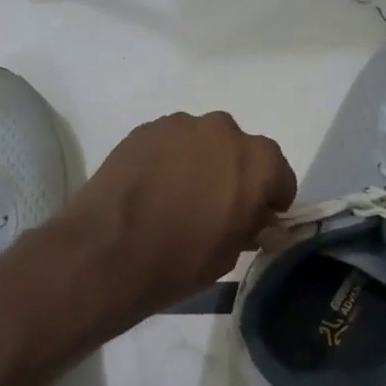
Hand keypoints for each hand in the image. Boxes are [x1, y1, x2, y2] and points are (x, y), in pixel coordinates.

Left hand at [57, 112, 295, 323]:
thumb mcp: (229, 254)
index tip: (256, 220)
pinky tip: (152, 189)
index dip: (270, 200)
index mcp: (257, 162)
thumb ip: (251, 228)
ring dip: (199, 164)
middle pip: (239, 152)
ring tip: (177, 197)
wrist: (107, 251)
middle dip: (234, 175)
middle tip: (215, 207)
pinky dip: (168, 161)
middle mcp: (223, 131)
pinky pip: (169, 145)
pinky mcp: (143, 130)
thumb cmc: (180, 260)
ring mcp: (180, 126)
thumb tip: (262, 224)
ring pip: (202, 144)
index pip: (279, 175)